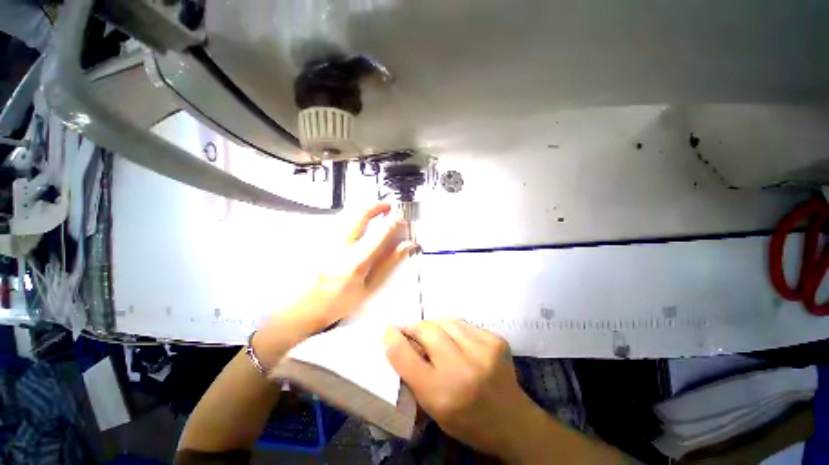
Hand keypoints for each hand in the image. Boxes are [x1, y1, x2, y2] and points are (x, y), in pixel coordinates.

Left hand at [253, 204, 414, 366]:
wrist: (299, 310)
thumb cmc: (338, 304)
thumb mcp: (369, 289)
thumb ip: (389, 264)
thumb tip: (407, 246)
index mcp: (356, 261)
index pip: (381, 232)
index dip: (395, 222)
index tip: (402, 219)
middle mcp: (340, 245)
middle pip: (360, 213)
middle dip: (377, 205)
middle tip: (388, 206)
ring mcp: (325, 240)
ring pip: (347, 213)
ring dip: (364, 209)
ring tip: (375, 213)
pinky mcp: (317, 239)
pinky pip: (338, 221)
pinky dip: (351, 217)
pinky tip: (357, 225)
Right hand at [383, 319, 543, 461]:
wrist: (513, 422)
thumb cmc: (466, 420)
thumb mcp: (432, 408)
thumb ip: (413, 374)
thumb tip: (398, 339)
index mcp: (441, 394)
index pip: (405, 356)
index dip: (393, 338)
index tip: (389, 330)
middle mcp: (462, 369)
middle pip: (426, 329)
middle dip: (415, 328)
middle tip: (414, 333)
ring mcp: (482, 350)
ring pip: (445, 320)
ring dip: (435, 325)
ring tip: (437, 336)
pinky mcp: (496, 340)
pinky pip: (464, 323)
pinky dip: (455, 329)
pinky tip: (459, 342)